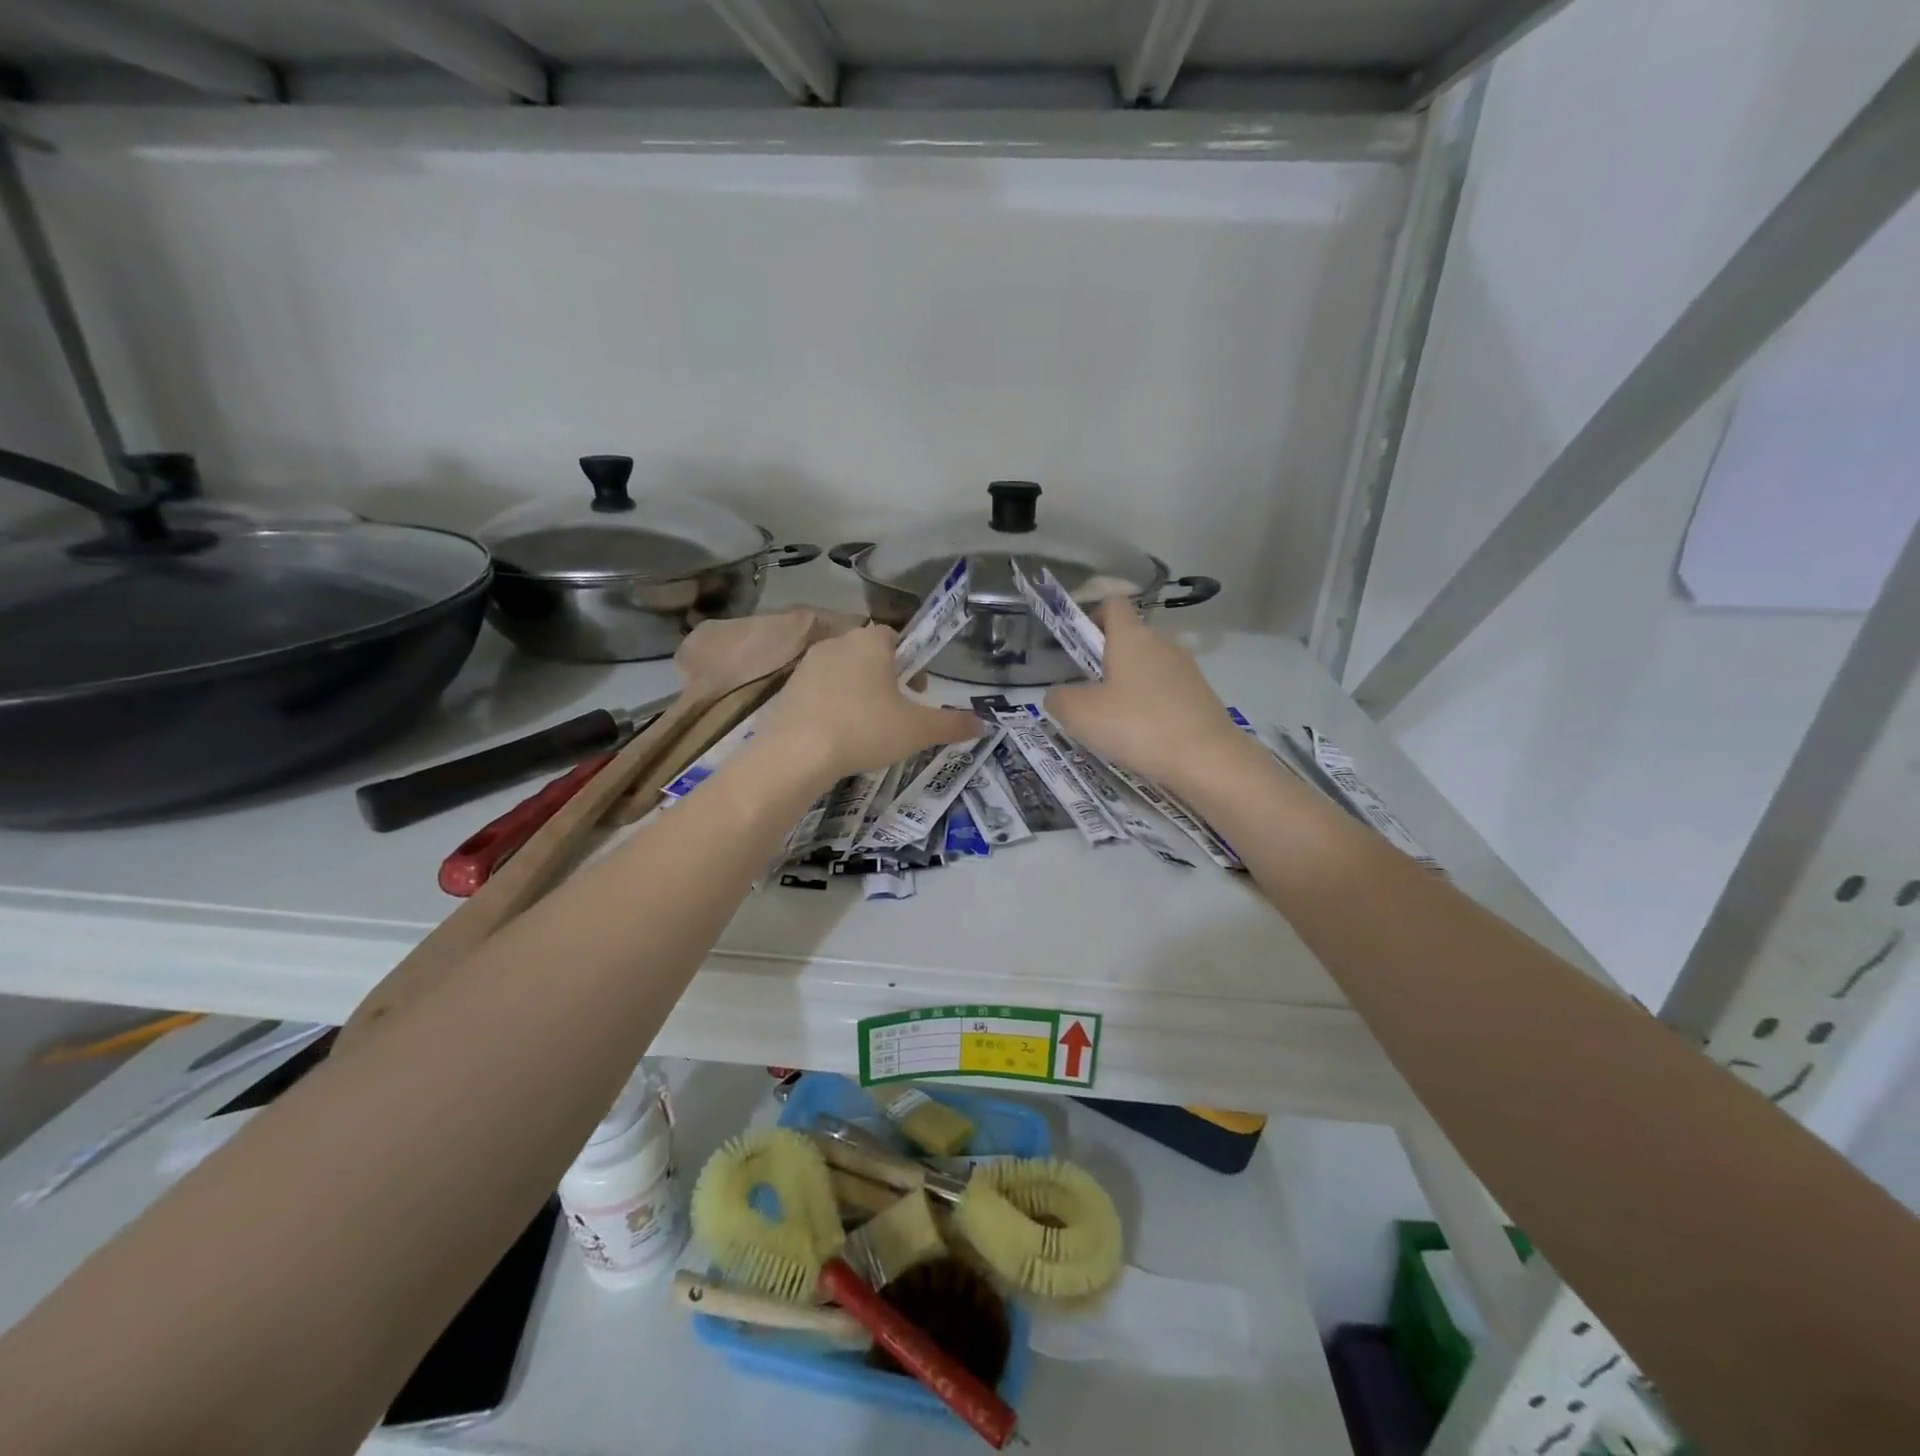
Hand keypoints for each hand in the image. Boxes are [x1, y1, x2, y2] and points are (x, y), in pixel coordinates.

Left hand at [756, 624, 981, 782]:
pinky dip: (831, 706)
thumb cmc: (865, 729)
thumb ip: (952, 724)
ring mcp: (808, 665)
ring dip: (857, 691)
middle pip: (868, 654)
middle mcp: (837, 643)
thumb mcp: (917, 730)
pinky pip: (818, 691)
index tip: (917, 691)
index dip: (910, 662)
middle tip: (896, 711)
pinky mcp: (788, 689)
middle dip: (884, 677)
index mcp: (871, 642)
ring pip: (842, 672)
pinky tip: (837, 734)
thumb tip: (984, 724)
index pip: (895, 637)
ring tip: (866, 726)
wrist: (797, 753)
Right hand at [1044, 600, 1244, 791]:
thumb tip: (1059, 695)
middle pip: (1129, 638)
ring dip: (1128, 686)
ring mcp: (1186, 669)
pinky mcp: (1201, 696)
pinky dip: (1150, 706)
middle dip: (1105, 660)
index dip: (1091, 615)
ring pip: (1147, 667)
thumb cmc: (1137, 726)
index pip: (1112, 603)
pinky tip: (1142, 736)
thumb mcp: (1079, 714)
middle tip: (1087, 694)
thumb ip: (1059, 698)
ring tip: (1114, 722)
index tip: (1077, 645)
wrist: (1207, 760)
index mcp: (1132, 636)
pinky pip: (1166, 691)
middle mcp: (1162, 643)